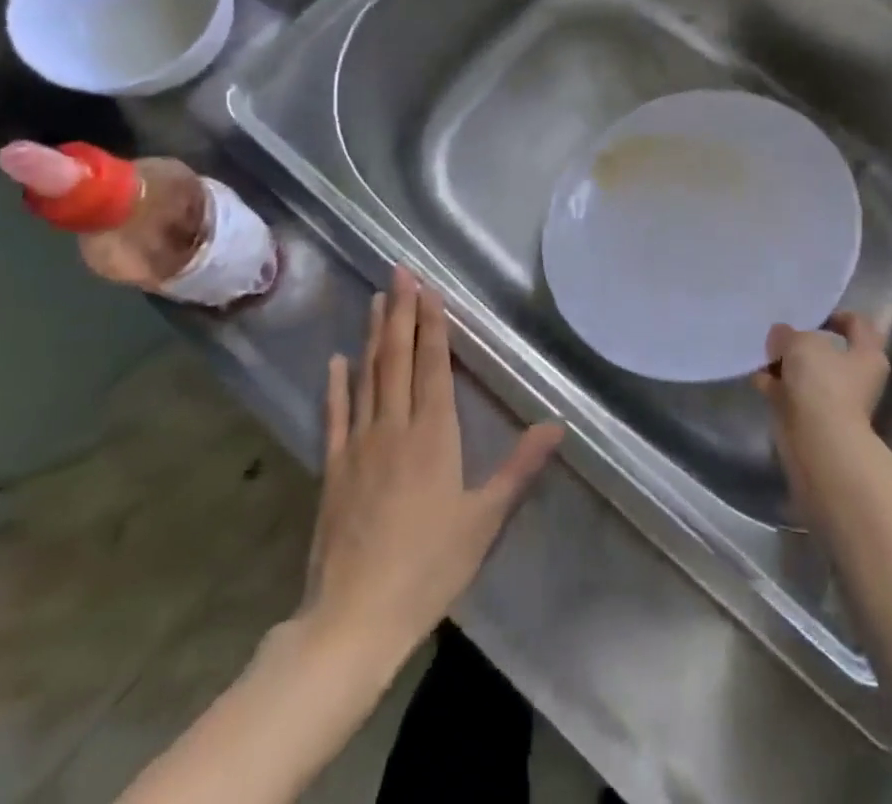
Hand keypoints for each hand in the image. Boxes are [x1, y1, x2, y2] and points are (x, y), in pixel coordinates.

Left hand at [299, 267, 563, 667]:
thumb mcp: (484, 520)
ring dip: (373, 335)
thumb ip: (519, 468)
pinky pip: (336, 415)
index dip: (433, 324)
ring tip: (375, 299)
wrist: (353, 619)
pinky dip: (336, 385)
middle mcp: (394, 426)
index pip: (433, 365)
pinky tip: (336, 360)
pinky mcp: (334, 468)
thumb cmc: (428, 568)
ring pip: (367, 376)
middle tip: (399, 271)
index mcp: (433, 435)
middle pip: (398, 357)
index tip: (430, 288)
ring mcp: (359, 445)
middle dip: (401, 311)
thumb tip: (557, 426)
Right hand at [754, 313, 889, 512]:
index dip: (837, 315)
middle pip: (828, 351)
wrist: (818, 441)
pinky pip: (790, 393)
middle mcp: (855, 377)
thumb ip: (788, 333)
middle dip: (801, 341)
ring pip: (806, 373)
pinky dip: (774, 385)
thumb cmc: (822, 382)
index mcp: (867, 354)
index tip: (811, 315)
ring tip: (760, 352)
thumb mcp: (801, 342)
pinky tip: (755, 375)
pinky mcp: (811, 418)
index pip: (858, 324)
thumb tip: (780, 335)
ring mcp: (833, 400)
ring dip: (784, 363)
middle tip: (778, 332)